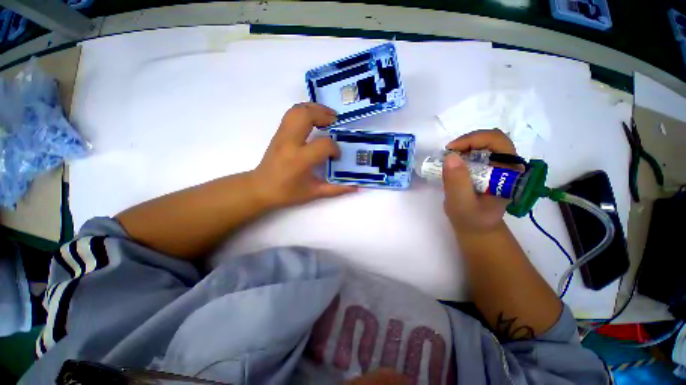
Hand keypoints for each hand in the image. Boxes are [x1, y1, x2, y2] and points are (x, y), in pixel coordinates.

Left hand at [251, 103, 356, 208]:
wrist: (260, 188)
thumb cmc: (287, 193)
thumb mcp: (314, 193)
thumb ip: (336, 189)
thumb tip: (355, 187)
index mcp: (300, 159)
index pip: (324, 145)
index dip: (334, 149)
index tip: (335, 157)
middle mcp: (290, 142)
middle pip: (307, 116)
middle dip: (324, 115)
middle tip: (335, 121)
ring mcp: (282, 135)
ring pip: (297, 110)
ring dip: (314, 109)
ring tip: (326, 116)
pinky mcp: (278, 133)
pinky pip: (291, 114)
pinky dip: (305, 111)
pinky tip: (313, 119)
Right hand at [442, 129, 517, 233]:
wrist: (476, 227)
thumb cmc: (471, 219)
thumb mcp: (461, 204)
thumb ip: (457, 182)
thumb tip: (451, 156)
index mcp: (509, 173)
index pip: (498, 142)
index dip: (474, 140)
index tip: (451, 150)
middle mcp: (507, 165)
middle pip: (491, 138)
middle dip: (467, 142)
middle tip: (448, 153)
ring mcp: (497, 166)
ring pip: (482, 143)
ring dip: (463, 147)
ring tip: (448, 160)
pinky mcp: (487, 168)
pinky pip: (476, 152)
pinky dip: (461, 153)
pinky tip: (452, 164)